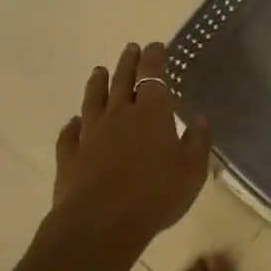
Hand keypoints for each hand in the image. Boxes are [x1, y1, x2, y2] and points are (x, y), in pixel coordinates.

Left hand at [52, 41, 210, 255]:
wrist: (100, 224)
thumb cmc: (155, 194)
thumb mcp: (191, 171)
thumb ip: (197, 142)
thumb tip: (200, 119)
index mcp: (152, 112)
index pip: (153, 74)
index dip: (155, 57)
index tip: (156, 45)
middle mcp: (120, 114)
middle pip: (122, 80)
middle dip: (128, 62)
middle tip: (130, 48)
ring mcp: (91, 134)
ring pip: (93, 100)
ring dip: (97, 83)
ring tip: (99, 70)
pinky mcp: (70, 157)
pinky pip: (70, 134)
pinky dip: (72, 125)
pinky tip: (73, 122)